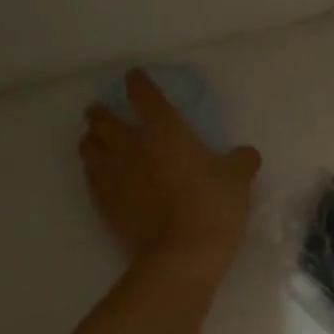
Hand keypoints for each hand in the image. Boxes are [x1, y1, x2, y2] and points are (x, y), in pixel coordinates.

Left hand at [79, 71, 261, 277]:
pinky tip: (105, 176)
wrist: (181, 255)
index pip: (143, 94)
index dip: (138, 83)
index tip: (135, 78)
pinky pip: (90, 178)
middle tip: (108, 112)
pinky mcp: (104, 203)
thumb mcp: (238, 178)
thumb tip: (245, 154)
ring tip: (100, 142)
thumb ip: (241, 160)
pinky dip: (95, 171)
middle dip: (102, 112)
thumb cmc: (213, 206)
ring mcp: (112, 175)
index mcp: (164, 128)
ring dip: (93, 140)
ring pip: (88, 147)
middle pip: (102, 118)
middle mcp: (130, 144)